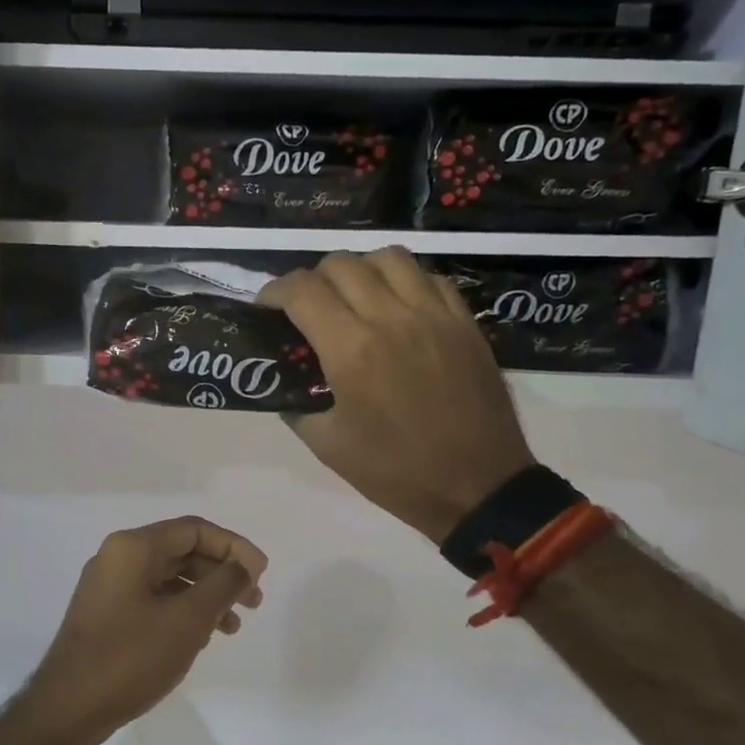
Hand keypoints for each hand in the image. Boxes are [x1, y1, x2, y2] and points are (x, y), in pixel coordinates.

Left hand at [28, 517, 267, 739]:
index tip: (262, 573)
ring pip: (170, 578)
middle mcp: (118, 557)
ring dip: (206, 596)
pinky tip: (201, 638)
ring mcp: (110, 586)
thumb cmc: (131, 657)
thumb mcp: (188, 619)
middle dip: (222, 573)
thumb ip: (223, 585)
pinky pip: (155, 599)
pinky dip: (183, 611)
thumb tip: (244, 565)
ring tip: (232, 627)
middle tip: (254, 602)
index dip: (234, 547)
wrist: (68, 709)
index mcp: (133, 547)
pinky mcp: (107, 614)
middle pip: (183, 551)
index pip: (194, 530)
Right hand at [260, 249, 534, 542]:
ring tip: (354, 294)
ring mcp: (434, 315)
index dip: (274, 290)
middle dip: (312, 278)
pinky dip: (405, 280)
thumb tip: (287, 385)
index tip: (266, 305)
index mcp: (352, 350)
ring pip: (389, 257)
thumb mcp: (328, 447)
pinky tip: (399, 305)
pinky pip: (430, 278)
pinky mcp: (465, 323)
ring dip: (360, 268)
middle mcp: (391, 318)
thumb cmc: (396, 472)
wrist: (478, 487)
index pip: (302, 291)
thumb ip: (298, 407)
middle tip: (307, 305)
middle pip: (341, 264)